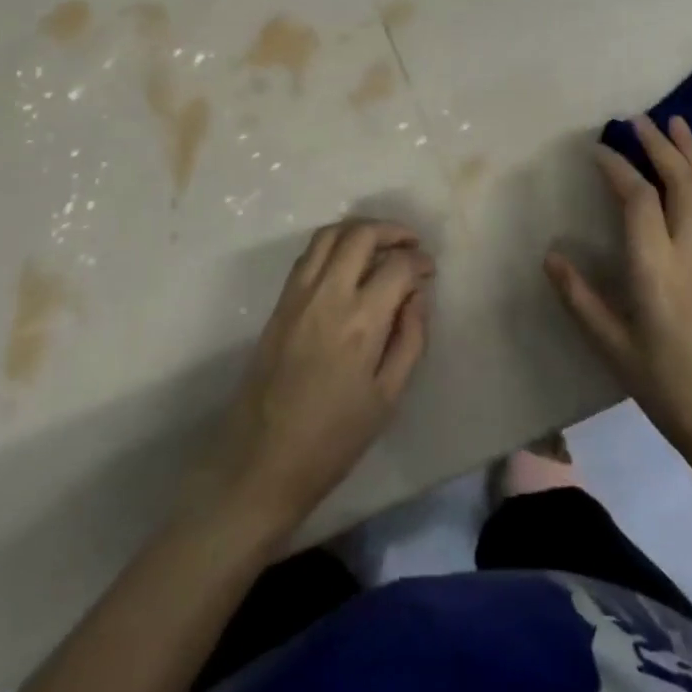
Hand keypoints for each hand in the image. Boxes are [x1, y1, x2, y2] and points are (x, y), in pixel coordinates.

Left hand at [193, 219, 434, 538]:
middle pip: (361, 234)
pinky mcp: (279, 302)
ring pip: (330, 234)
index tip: (429, 271)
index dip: (419, 261)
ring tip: (380, 244)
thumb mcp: (388, 397)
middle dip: (392, 231)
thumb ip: (410, 338)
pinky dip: (333, 244)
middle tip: (411, 244)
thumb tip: (417, 295)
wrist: (262, 461)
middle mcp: (328, 295)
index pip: (397, 265)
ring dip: (359, 230)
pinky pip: (308, 254)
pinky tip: (347, 263)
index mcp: (361, 321)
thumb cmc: (334, 438)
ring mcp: (298, 295)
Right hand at [546, 116, 691, 473]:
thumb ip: (579, 296)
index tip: (597, 150)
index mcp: (656, 268)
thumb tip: (549, 255)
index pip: (637, 198)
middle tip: (637, 120)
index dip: (616, 167)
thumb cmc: (665, 384)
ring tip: (677, 122)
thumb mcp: (611, 345)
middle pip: (679, 181)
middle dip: (658, 145)